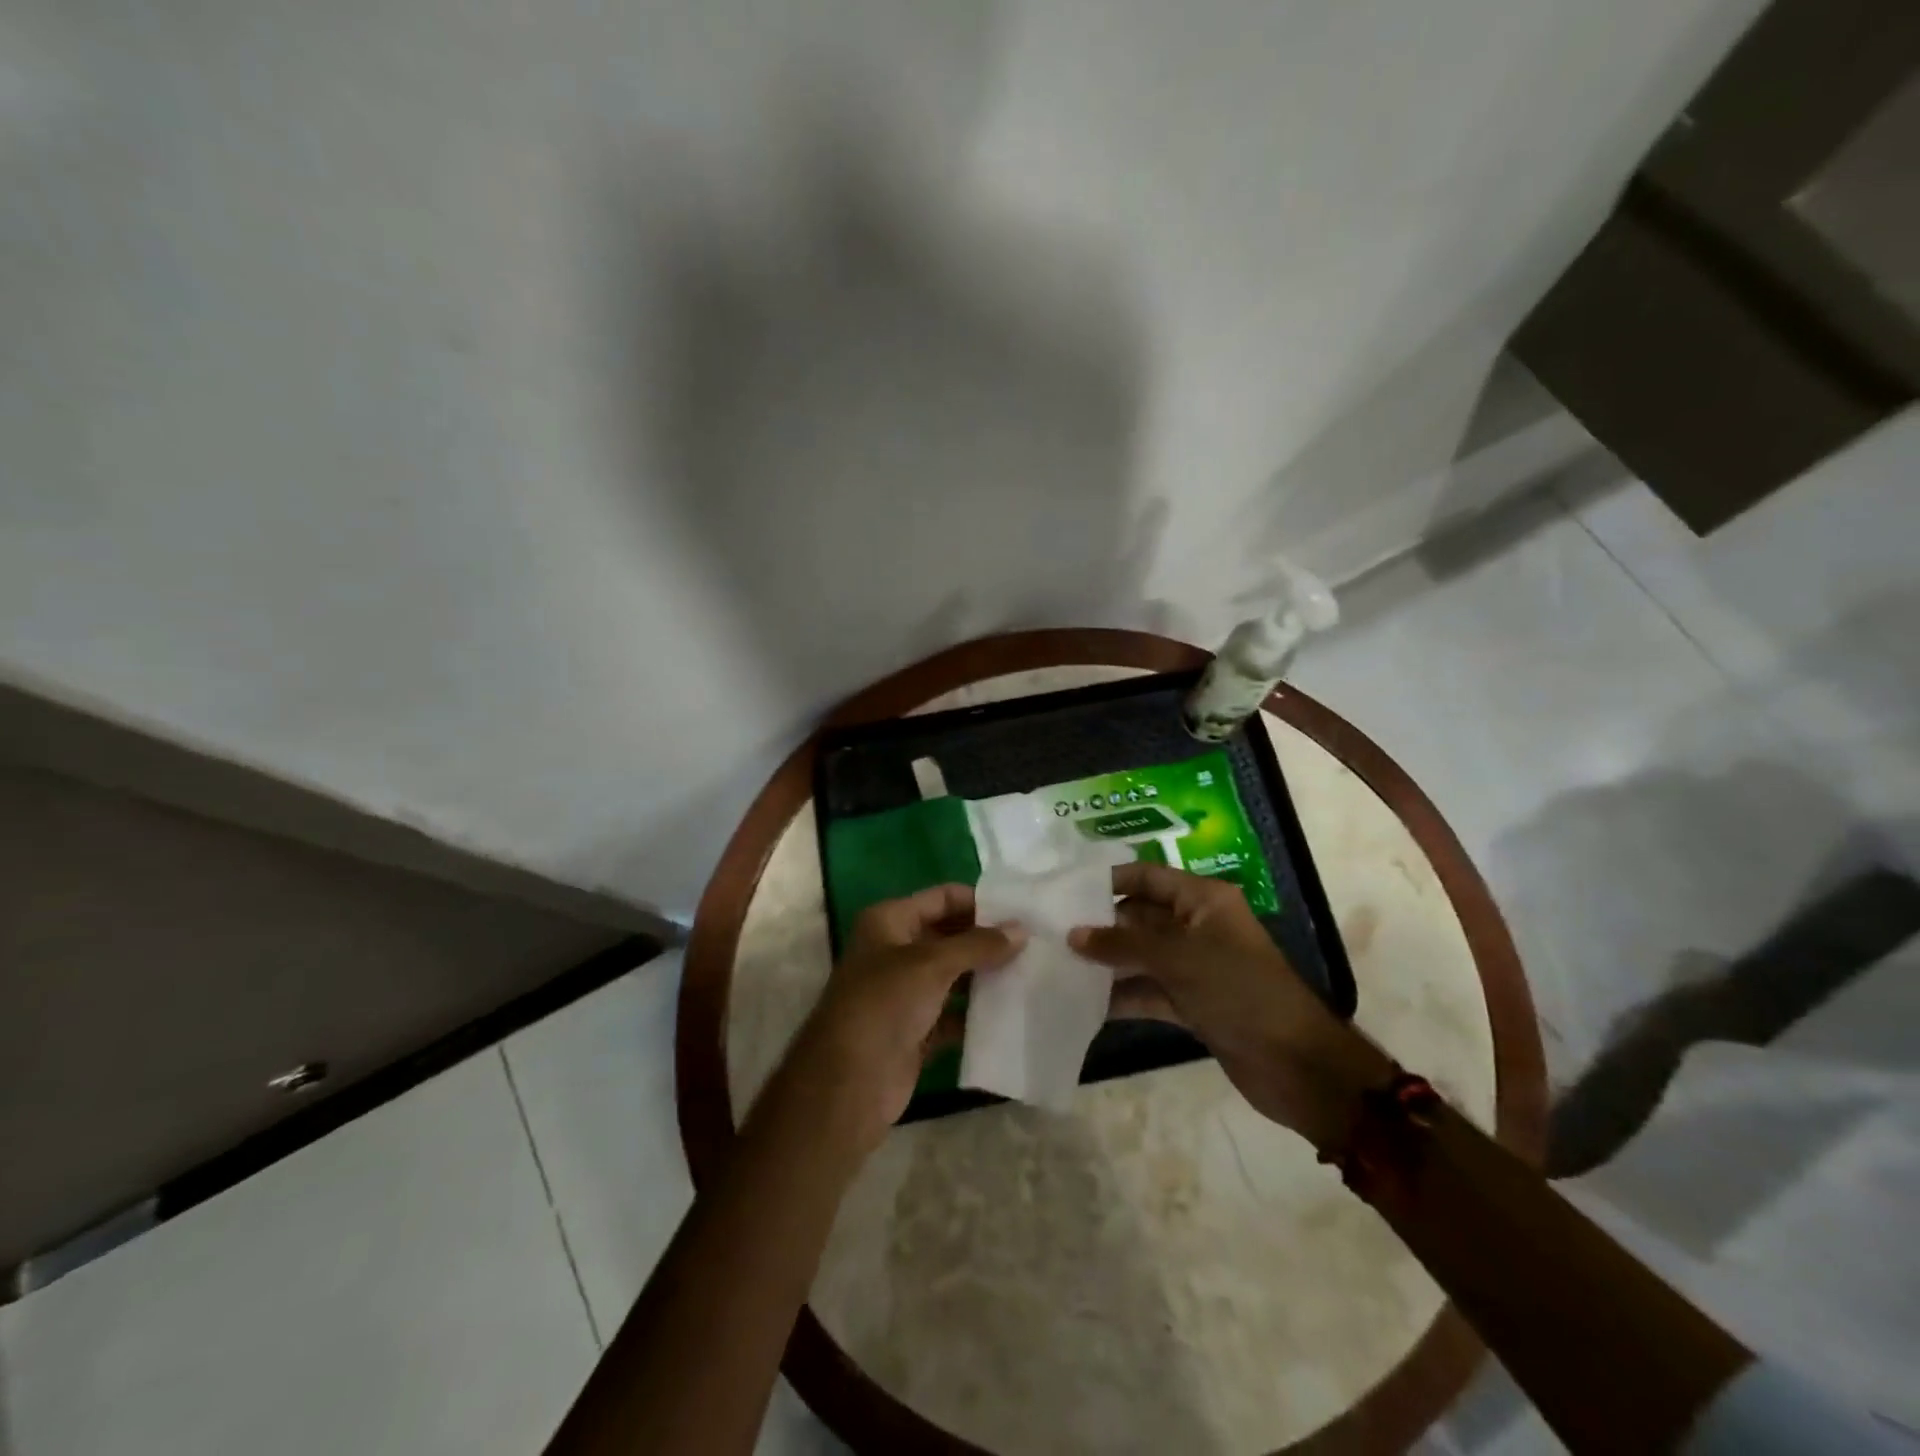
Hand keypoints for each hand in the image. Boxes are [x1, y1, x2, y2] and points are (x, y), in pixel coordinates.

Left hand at [777, 885, 1024, 1156]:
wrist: (848, 1083)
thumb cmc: (884, 1004)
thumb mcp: (932, 964)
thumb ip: (978, 944)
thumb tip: (1021, 930)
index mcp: (889, 922)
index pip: (942, 898)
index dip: (979, 902)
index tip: (1021, 913)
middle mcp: (896, 951)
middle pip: (950, 936)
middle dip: (988, 941)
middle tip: (1035, 945)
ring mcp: (905, 993)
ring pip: (954, 977)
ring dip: (987, 978)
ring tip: (1033, 975)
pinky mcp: (916, 1031)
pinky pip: (954, 1015)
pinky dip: (977, 1014)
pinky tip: (1012, 1014)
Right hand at [1069, 863, 1391, 1149]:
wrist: (1297, 1065)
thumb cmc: (1239, 991)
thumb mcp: (1178, 959)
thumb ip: (1122, 945)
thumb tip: (1073, 935)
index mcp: (1203, 900)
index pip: (1148, 877)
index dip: (1110, 880)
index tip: (1065, 890)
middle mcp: (1197, 927)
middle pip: (1140, 917)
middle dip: (1101, 925)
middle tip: (1050, 930)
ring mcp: (1195, 967)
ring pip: (1141, 956)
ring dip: (1107, 962)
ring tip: (1057, 963)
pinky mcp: (1192, 1003)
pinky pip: (1149, 991)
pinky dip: (1121, 995)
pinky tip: (1083, 1002)